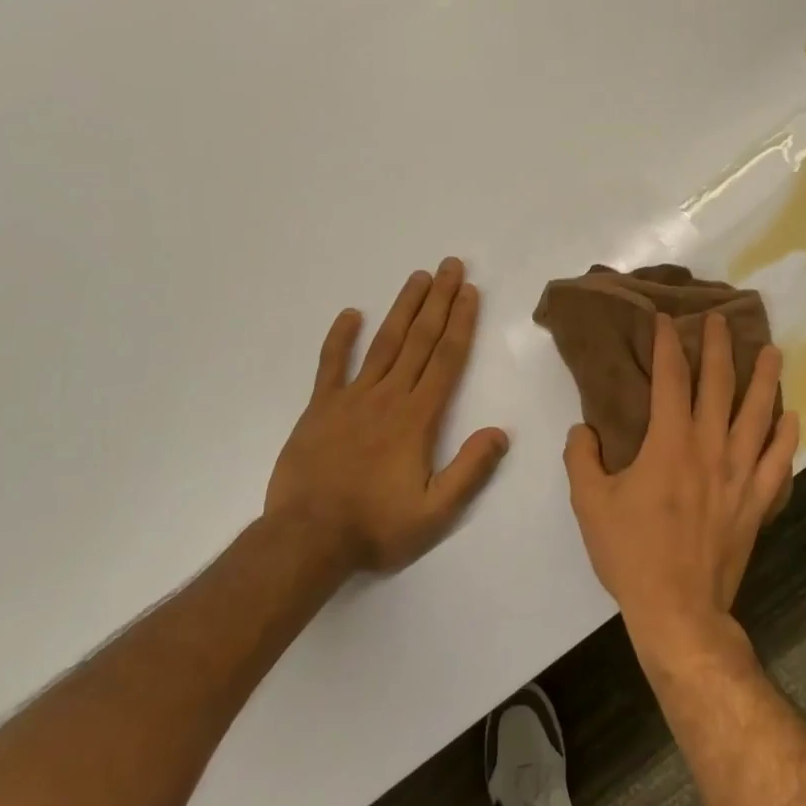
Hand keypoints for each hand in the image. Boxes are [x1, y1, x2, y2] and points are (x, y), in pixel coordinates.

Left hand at [264, 258, 508, 573]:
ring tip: (418, 277)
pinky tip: (350, 314)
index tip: (470, 292)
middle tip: (451, 266)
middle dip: (439, 301)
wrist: (306, 539)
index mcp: (417, 418)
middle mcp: (387, 397)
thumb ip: (470, 471)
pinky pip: (331, 364)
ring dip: (403, 308)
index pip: (446, 359)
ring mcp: (350, 398)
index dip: (461, 323)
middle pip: (419, 340)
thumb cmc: (376, 527)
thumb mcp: (435, 512)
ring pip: (383, 343)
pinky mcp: (320, 408)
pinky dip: (340, 338)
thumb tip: (500, 432)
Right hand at [563, 311, 797, 656]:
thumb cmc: (631, 553)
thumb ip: (582, 459)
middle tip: (721, 320)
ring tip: (773, 352)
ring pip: (758, 415)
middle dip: (719, 348)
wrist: (678, 609)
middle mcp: (709, 448)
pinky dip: (787, 438)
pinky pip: (778, 462)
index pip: (671, 380)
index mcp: (668, 443)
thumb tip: (583, 430)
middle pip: (719, 386)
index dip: (668, 346)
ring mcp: (739, 474)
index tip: (667, 321)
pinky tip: (791, 418)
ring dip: (765, 380)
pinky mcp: (757, 501)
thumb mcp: (590, 503)